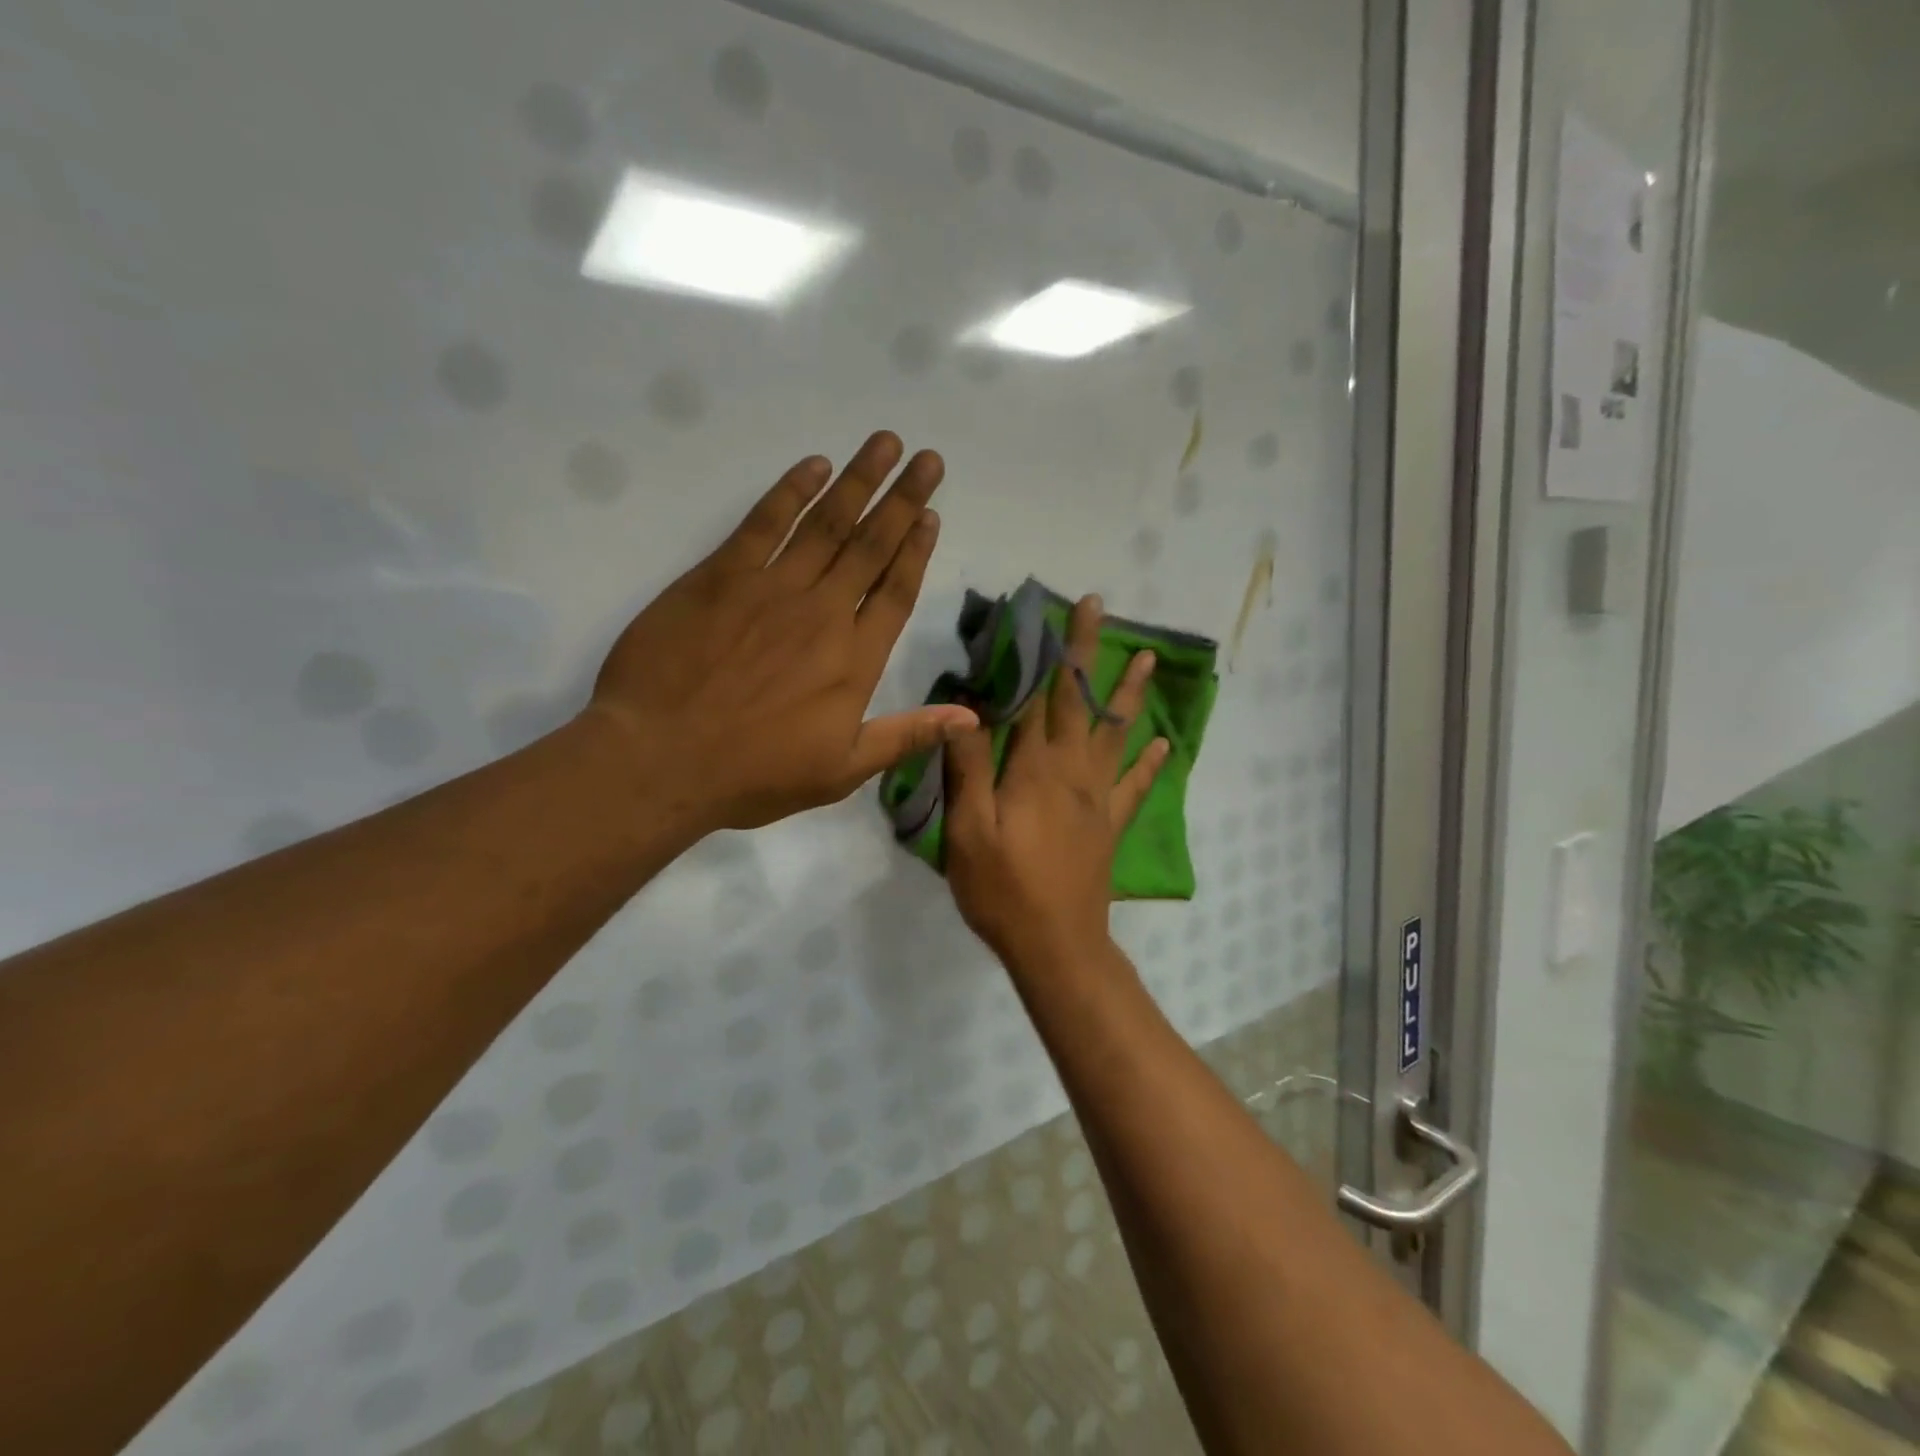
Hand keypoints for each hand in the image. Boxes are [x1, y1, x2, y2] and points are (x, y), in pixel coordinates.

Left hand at [587, 432, 977, 831]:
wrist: (660, 759)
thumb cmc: (754, 773)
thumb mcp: (842, 771)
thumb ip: (907, 736)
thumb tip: (971, 719)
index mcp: (854, 660)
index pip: (895, 592)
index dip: (916, 551)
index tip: (932, 514)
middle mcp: (823, 613)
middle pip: (871, 546)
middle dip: (902, 500)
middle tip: (928, 459)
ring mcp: (772, 588)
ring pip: (827, 524)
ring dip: (858, 481)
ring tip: (886, 444)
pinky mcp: (721, 576)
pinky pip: (764, 523)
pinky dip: (791, 491)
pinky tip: (814, 466)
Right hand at [945, 594, 1169, 971]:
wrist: (1056, 946)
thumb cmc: (1003, 889)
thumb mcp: (968, 830)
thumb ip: (969, 769)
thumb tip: (965, 711)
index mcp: (1036, 769)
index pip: (1042, 697)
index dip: (1050, 652)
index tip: (1058, 610)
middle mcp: (1073, 772)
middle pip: (1081, 702)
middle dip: (1088, 652)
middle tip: (1101, 608)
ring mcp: (1098, 799)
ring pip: (1115, 734)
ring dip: (1128, 694)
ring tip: (1147, 660)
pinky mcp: (1109, 825)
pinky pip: (1134, 788)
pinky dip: (1147, 764)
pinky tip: (1161, 746)